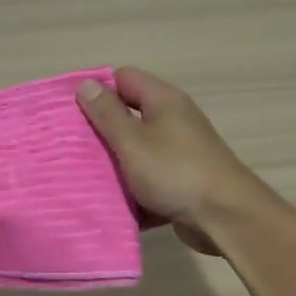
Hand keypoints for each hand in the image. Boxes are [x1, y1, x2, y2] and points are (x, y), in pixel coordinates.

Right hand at [76, 67, 257, 253]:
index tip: (69, 110)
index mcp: (163, 100)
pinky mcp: (181, 181)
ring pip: (136, 151)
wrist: (225, 216)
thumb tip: (86, 84)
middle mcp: (173, 120)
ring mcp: (179, 151)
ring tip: (82, 175)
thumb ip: (107, 114)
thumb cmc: (175, 172)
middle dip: (100, 130)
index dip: (96, 89)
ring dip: (114, 164)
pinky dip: (132, 189)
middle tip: (69, 146)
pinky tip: (110, 202)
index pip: (123, 78)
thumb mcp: (132, 141)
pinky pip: (148, 179)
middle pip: (129, 115)